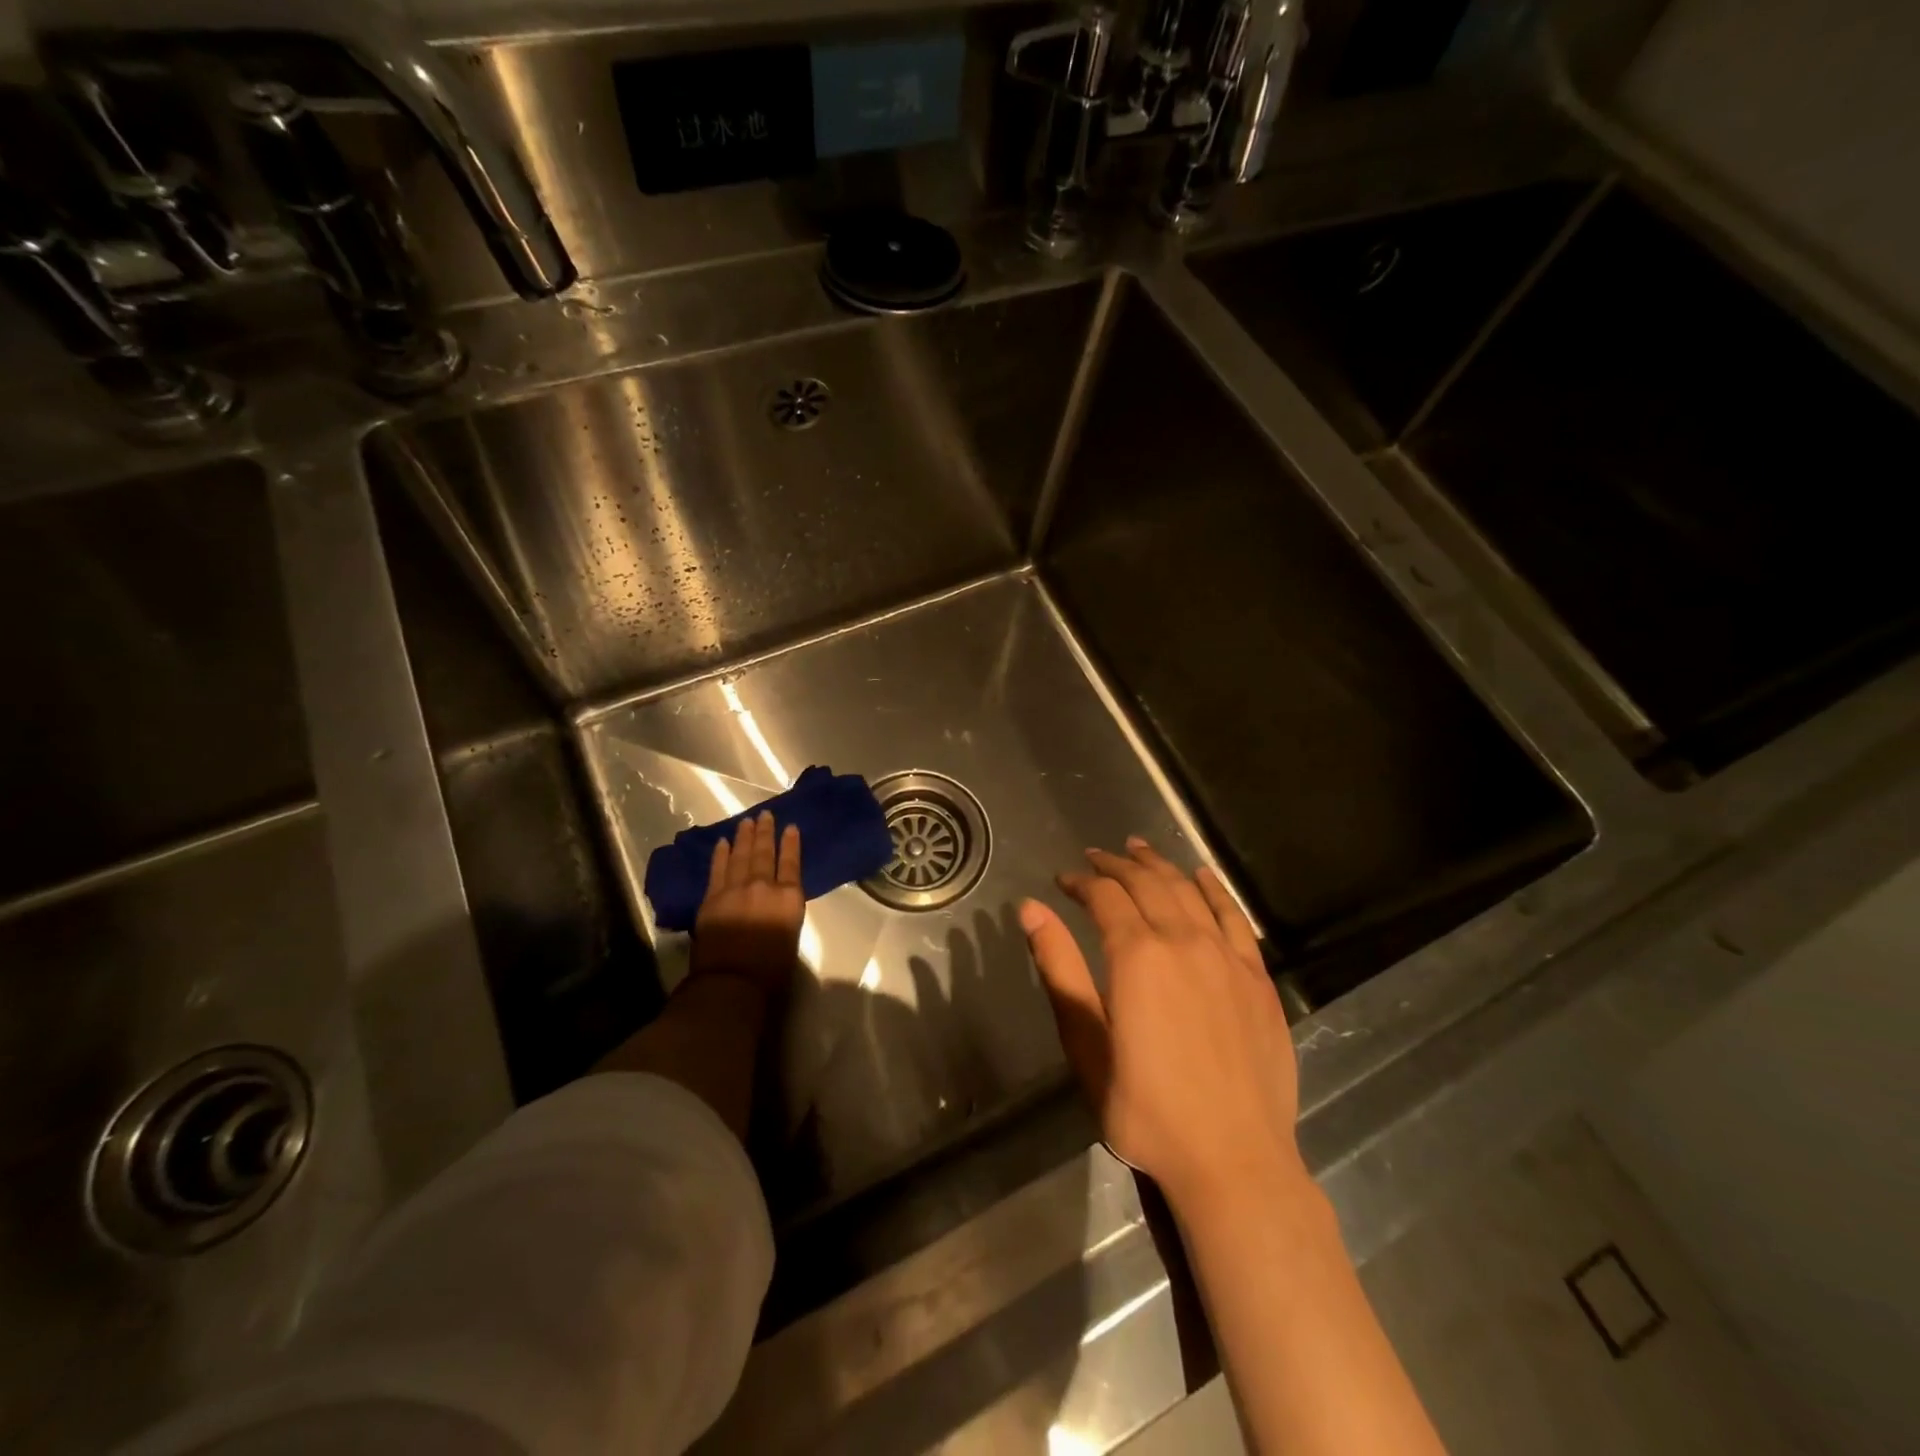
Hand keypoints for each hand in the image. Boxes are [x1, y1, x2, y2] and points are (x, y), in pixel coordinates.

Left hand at [692, 811, 804, 1002]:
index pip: (792, 863)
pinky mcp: (712, 898)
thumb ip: (784, 912)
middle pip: (765, 853)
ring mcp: (735, 889)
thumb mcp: (791, 937)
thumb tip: (776, 902)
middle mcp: (763, 887)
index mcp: (789, 899)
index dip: (791, 844)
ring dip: (745, 837)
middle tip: (765, 814)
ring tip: (747, 821)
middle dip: (766, 832)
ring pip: (741, 856)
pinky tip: (723, 843)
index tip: (790, 827)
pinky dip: (721, 854)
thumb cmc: (771, 972)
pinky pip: (718, 869)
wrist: (731, 982)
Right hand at [1020, 837, 1303, 1213]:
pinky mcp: (1257, 977)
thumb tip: (1030, 908)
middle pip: (1146, 883)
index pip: (1104, 897)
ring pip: (1188, 891)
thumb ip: (1059, 969)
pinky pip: (1234, 917)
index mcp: (1137, 955)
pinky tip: (1201, 875)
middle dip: (1116, 865)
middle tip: (1095, 857)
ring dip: (1160, 865)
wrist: (1234, 1160)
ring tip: (1138, 848)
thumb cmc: (1146, 1110)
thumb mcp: (1086, 1043)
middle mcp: (1183, 941)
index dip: (1080, 882)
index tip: (1062, 880)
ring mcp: (1226, 956)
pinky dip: (1214, 890)